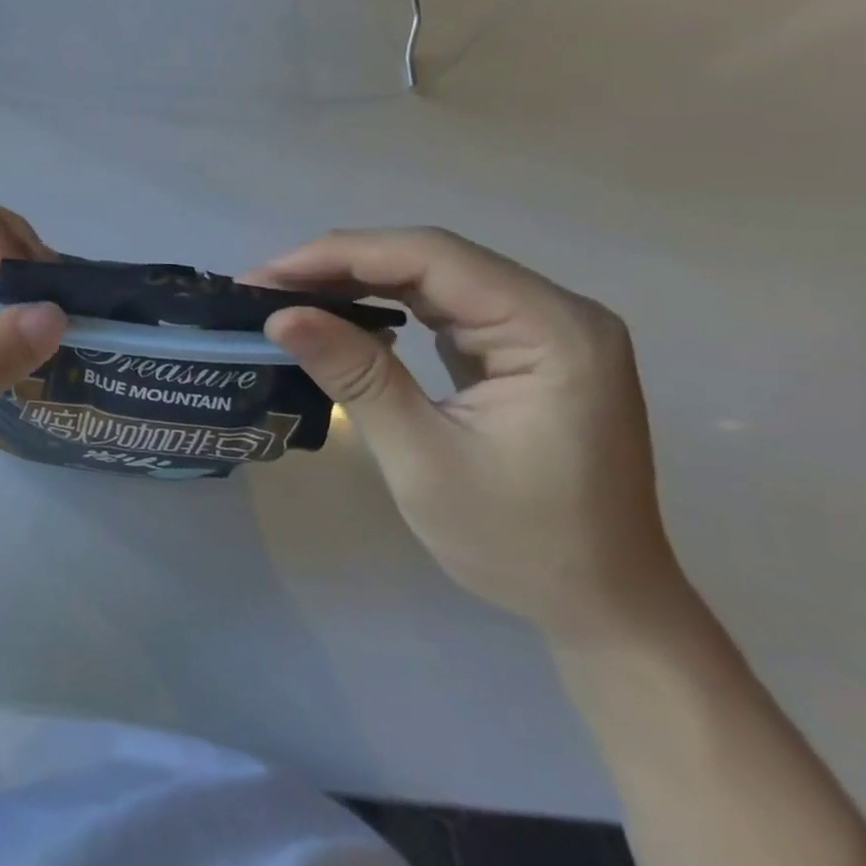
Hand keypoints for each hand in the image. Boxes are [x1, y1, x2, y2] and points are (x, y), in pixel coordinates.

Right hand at [247, 229, 689, 645]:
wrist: (601, 608)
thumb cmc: (519, 543)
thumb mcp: (423, 459)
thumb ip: (355, 376)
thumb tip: (279, 316)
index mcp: (553, 330)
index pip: (431, 258)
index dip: (339, 257)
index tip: (266, 277)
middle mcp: (554, 311)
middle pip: (429, 258)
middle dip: (339, 266)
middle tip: (264, 286)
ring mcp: (540, 327)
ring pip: (429, 276)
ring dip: (354, 281)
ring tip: (287, 294)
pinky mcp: (519, 347)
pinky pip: (439, 303)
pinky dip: (381, 304)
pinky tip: (338, 312)